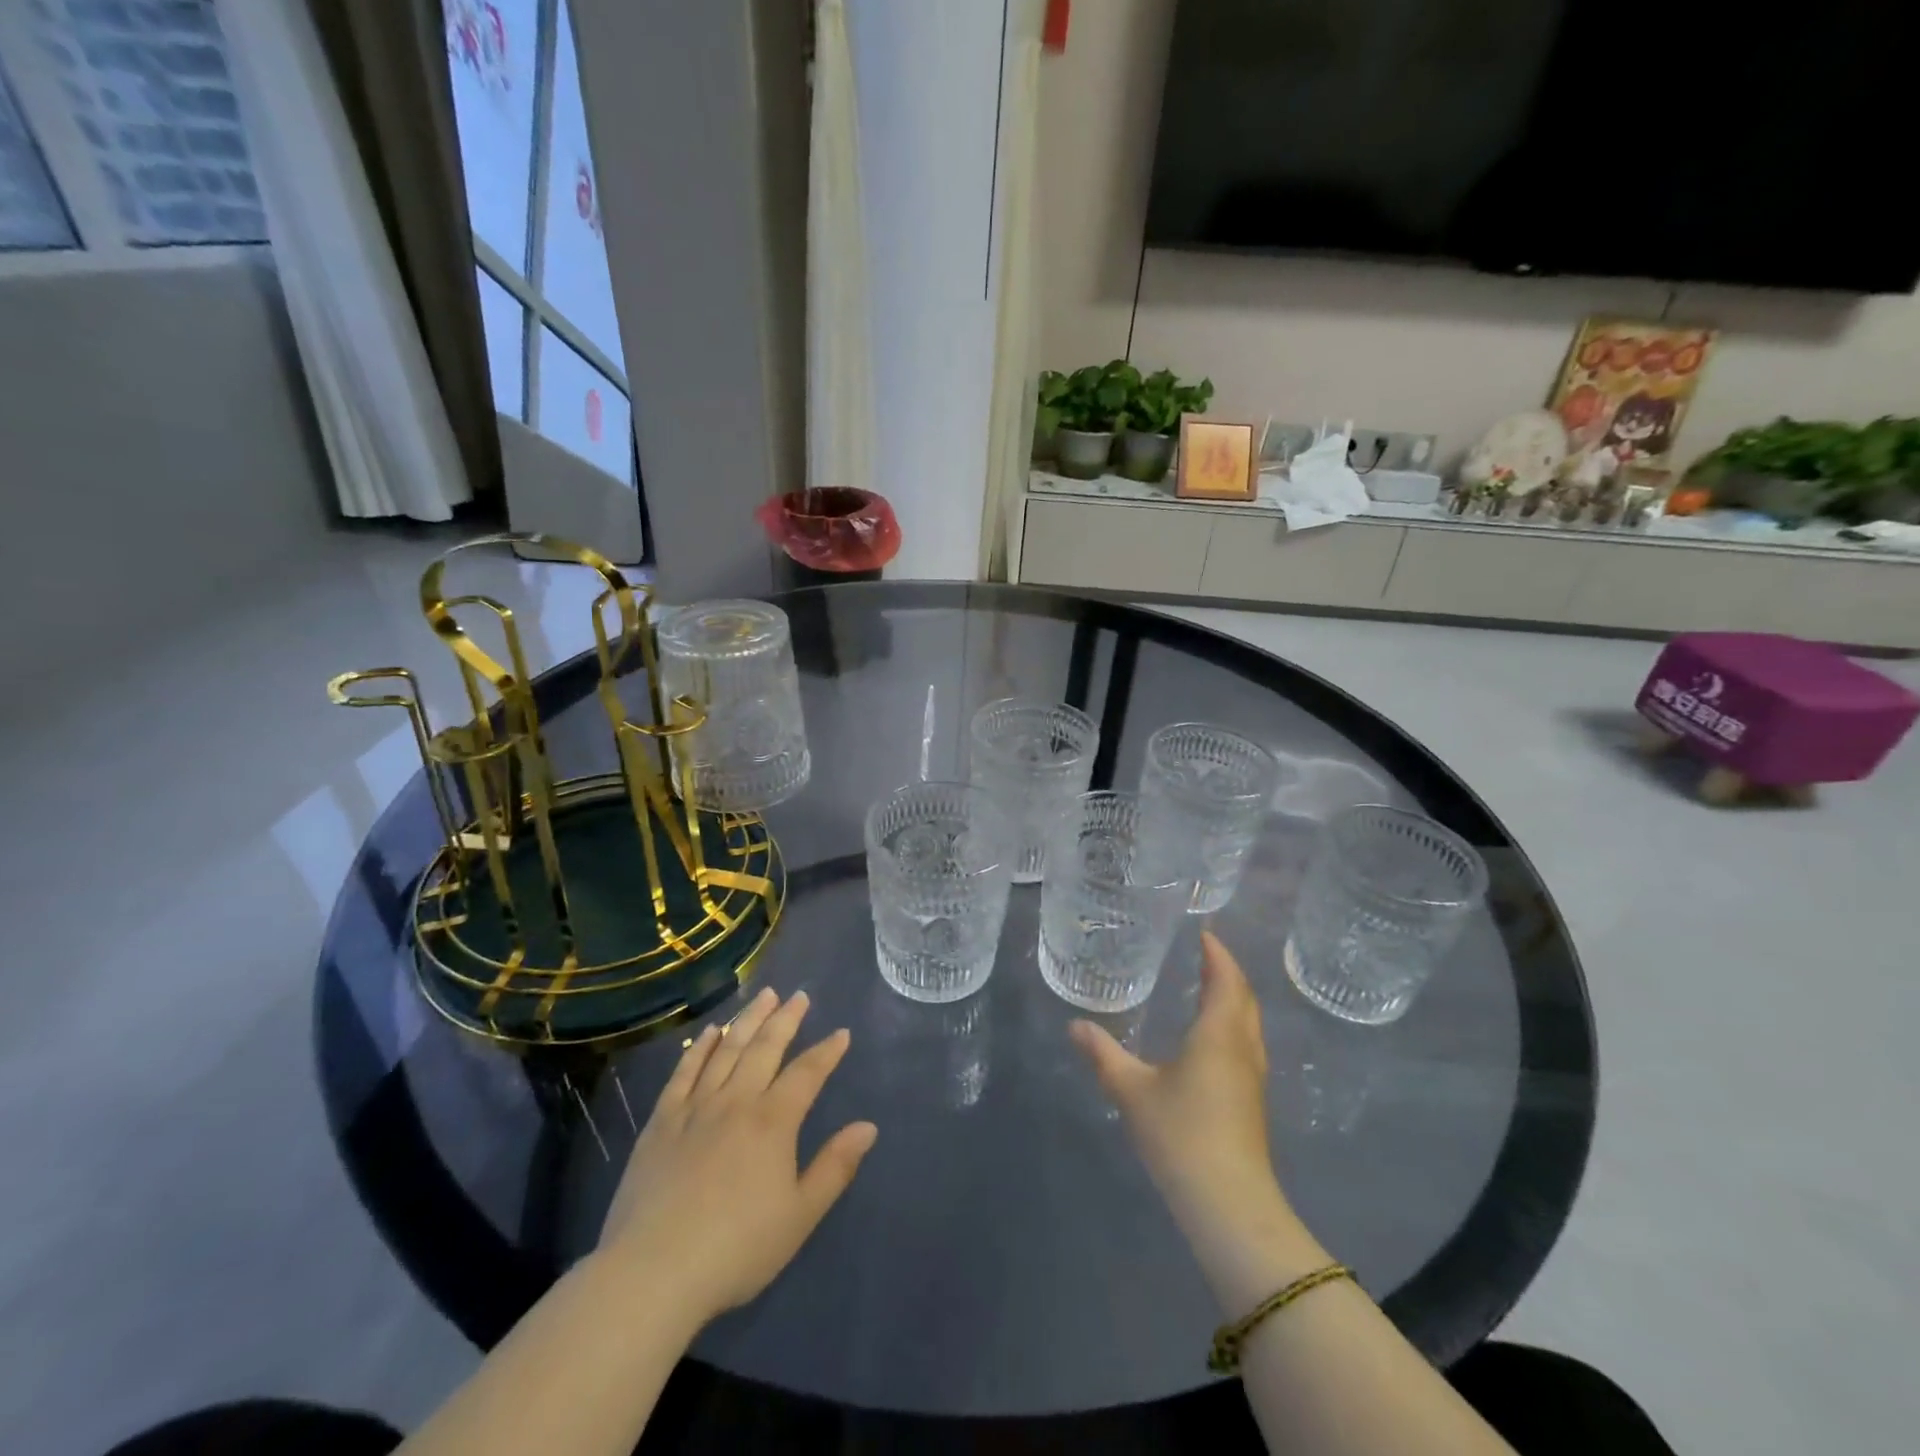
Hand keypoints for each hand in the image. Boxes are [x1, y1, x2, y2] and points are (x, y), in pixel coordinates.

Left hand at [598, 988, 877, 1327]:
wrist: (652, 1273)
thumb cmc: (736, 1249)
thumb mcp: (799, 1216)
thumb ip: (835, 1167)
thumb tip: (868, 1127)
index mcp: (773, 1121)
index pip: (807, 1073)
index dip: (827, 1051)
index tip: (841, 1033)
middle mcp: (736, 1101)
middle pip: (765, 1048)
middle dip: (786, 1019)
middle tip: (800, 995)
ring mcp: (695, 1108)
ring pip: (727, 1050)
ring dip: (748, 1020)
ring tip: (764, 995)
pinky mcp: (661, 1122)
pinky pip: (683, 1072)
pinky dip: (699, 1048)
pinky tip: (709, 1032)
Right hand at [1070, 932, 1325, 1310]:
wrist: (1229, 1205)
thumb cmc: (1181, 1134)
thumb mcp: (1132, 1091)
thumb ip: (1103, 1055)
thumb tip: (1074, 1026)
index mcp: (1218, 1034)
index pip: (1225, 980)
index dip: (1217, 954)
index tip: (1205, 933)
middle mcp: (1242, 1048)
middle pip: (1244, 998)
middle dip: (1228, 972)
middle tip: (1205, 954)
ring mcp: (1252, 1078)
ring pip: (1249, 1024)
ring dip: (1234, 999)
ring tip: (1209, 987)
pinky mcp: (1251, 1102)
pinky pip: (1246, 1045)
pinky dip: (1233, 1024)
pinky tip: (1212, 1040)